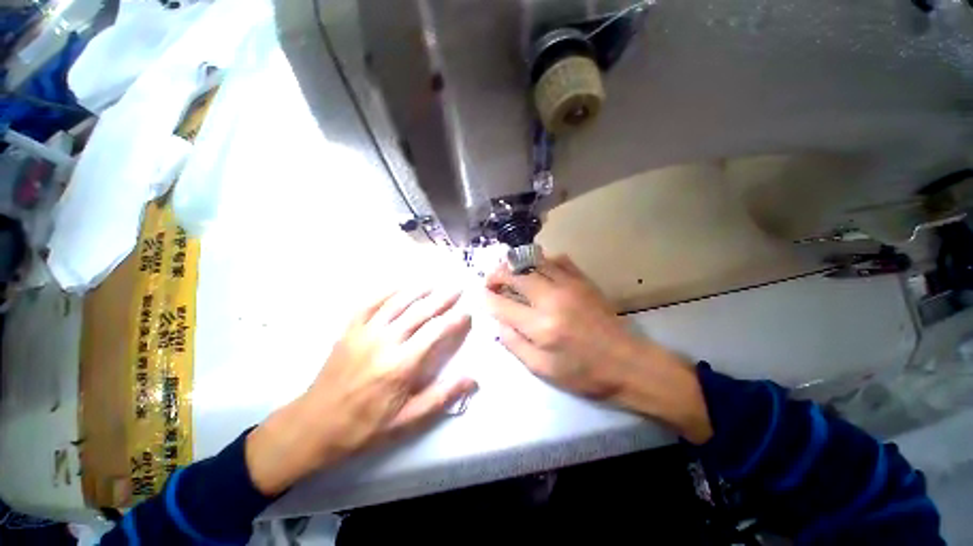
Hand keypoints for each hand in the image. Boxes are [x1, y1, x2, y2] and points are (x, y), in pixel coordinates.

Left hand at [246, 287, 475, 495]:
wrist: (314, 425)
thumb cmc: (365, 425)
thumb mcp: (407, 419)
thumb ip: (441, 396)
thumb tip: (472, 379)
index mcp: (401, 365)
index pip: (435, 333)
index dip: (454, 320)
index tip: (466, 312)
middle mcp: (385, 342)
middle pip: (419, 312)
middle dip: (442, 298)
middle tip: (457, 288)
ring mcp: (364, 333)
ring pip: (397, 303)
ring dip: (418, 290)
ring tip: (435, 282)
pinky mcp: (349, 330)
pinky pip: (369, 303)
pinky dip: (386, 291)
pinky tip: (399, 286)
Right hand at [485, 253, 711, 443]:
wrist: (628, 364)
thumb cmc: (584, 374)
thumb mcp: (543, 370)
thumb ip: (515, 345)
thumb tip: (499, 324)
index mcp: (540, 326)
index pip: (502, 304)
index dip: (486, 298)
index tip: (480, 295)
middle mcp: (552, 299)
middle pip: (516, 275)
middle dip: (497, 275)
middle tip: (491, 281)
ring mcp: (570, 285)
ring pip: (535, 262)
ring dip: (517, 265)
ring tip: (510, 272)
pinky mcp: (584, 281)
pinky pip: (559, 260)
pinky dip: (543, 262)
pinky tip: (540, 271)